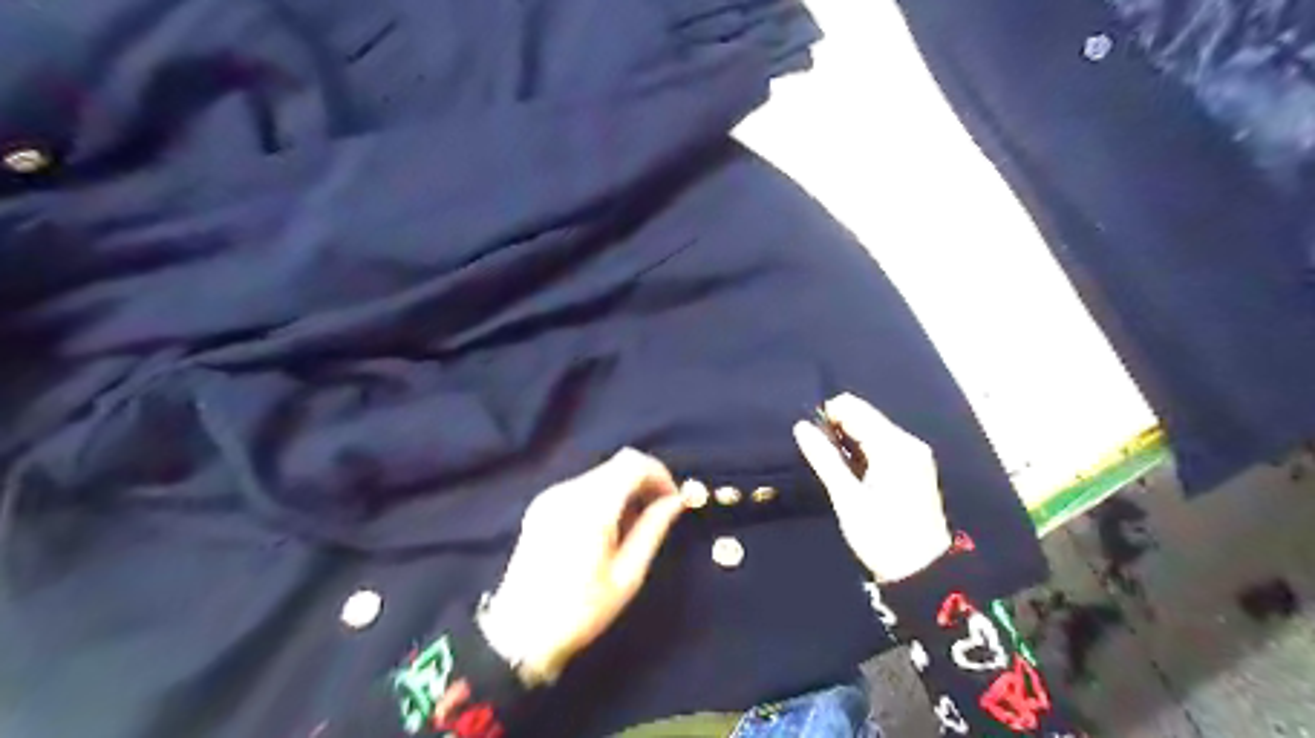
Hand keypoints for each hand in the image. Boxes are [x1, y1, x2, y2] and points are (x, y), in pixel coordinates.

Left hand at [481, 446, 688, 681]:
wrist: (519, 635)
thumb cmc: (580, 611)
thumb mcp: (627, 575)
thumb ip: (653, 529)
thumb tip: (676, 500)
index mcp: (591, 507)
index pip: (633, 463)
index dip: (659, 474)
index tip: (673, 500)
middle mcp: (568, 491)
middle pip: (617, 464)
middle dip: (644, 481)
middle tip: (659, 513)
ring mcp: (551, 495)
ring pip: (601, 474)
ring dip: (625, 489)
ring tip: (634, 526)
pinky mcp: (541, 505)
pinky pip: (583, 487)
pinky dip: (604, 496)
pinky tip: (606, 529)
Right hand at [791, 393, 955, 581]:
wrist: (921, 572)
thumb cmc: (882, 535)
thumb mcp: (847, 498)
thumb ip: (824, 459)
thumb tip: (801, 427)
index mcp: (894, 446)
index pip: (855, 409)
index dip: (827, 415)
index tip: (809, 437)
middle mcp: (907, 443)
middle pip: (864, 417)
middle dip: (837, 428)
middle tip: (818, 456)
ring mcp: (913, 455)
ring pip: (872, 431)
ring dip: (848, 441)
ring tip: (830, 466)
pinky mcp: (913, 468)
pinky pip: (881, 445)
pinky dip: (862, 451)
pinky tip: (849, 471)